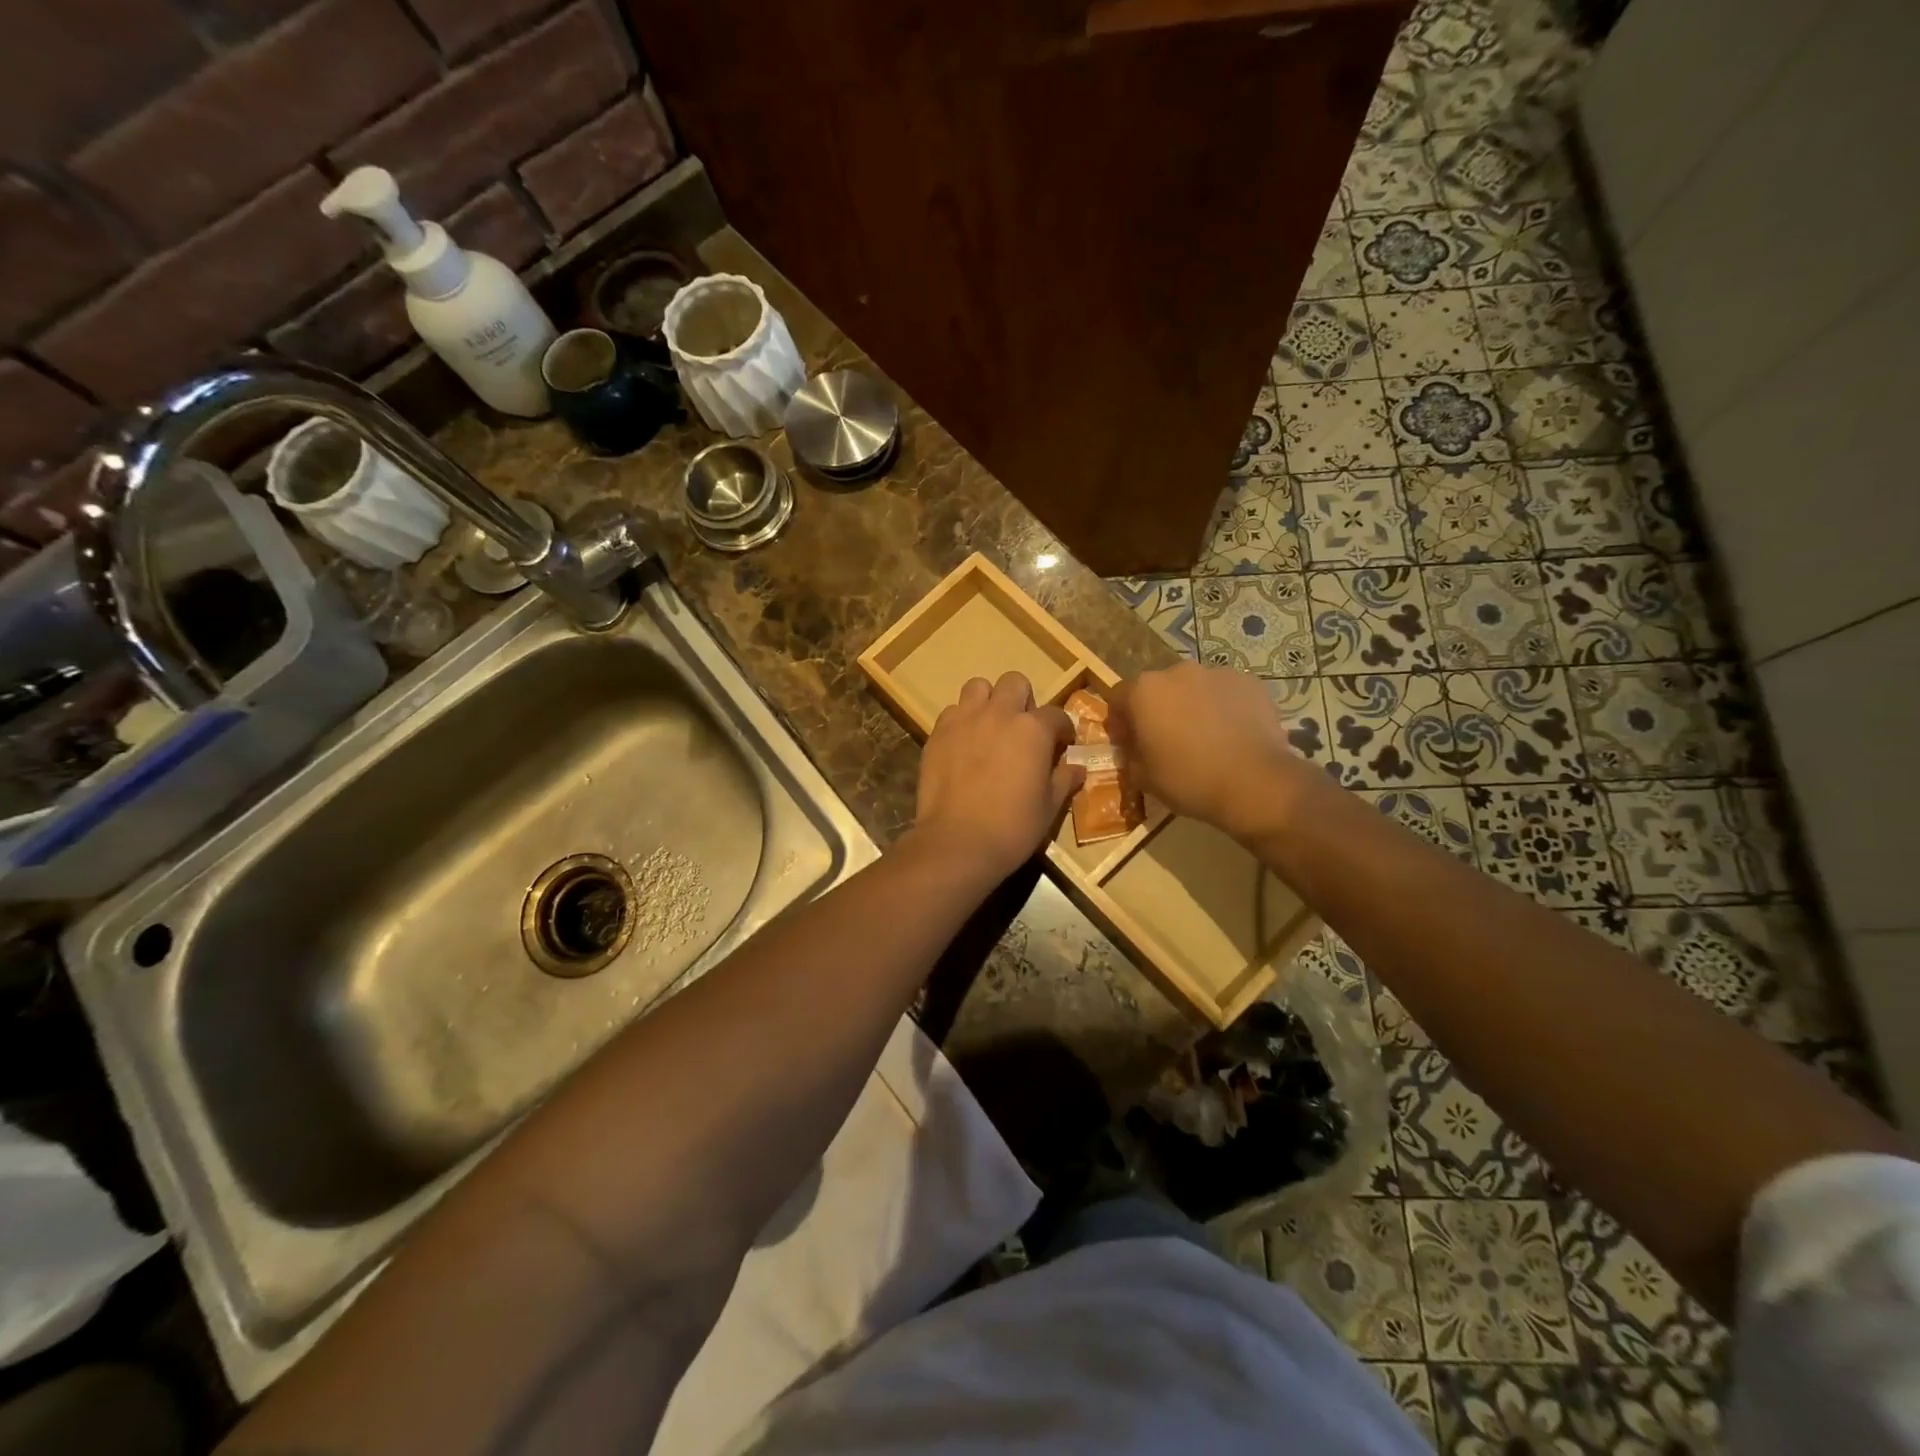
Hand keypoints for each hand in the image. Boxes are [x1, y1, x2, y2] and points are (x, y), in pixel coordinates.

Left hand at [910, 672, 1080, 880]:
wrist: (957, 842)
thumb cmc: (1013, 827)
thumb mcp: (1050, 807)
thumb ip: (1064, 780)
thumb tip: (1077, 767)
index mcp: (1033, 729)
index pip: (1057, 715)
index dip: (1063, 730)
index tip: (1062, 746)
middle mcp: (999, 714)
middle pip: (1014, 683)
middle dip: (1023, 701)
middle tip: (1023, 730)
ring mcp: (964, 720)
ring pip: (978, 687)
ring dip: (988, 701)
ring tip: (990, 728)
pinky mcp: (937, 733)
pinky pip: (952, 712)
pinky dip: (962, 721)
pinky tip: (964, 745)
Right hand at [1108, 663, 1318, 840]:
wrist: (1255, 783)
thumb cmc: (1189, 779)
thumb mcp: (1144, 777)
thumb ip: (1131, 756)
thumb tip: (1134, 749)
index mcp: (1144, 691)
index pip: (1118, 697)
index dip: (1120, 721)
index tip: (1127, 743)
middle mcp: (1178, 672)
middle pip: (1158, 689)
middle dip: (1158, 710)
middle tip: (1166, 740)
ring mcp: (1217, 673)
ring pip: (1194, 688)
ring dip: (1191, 707)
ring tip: (1204, 737)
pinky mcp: (1250, 682)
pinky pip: (1226, 693)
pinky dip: (1223, 708)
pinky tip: (1232, 734)